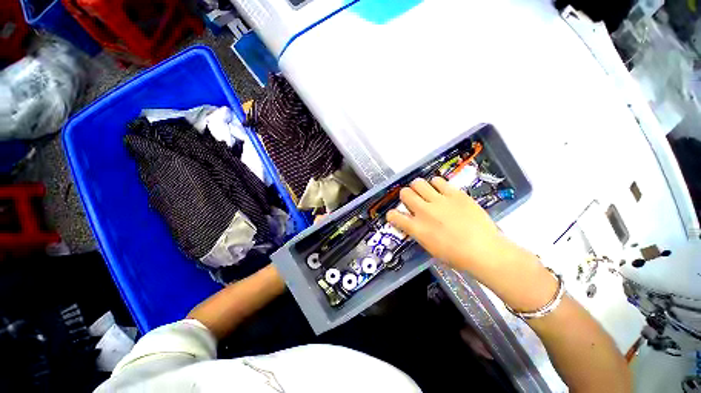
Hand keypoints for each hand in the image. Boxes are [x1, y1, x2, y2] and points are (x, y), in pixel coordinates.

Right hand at [386, 177, 532, 278]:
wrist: (485, 250)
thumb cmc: (456, 255)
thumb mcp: (429, 247)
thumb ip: (418, 232)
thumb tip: (413, 222)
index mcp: (417, 228)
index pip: (394, 215)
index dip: (392, 214)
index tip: (396, 215)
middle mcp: (424, 211)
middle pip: (405, 193)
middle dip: (406, 195)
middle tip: (414, 200)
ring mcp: (439, 201)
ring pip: (418, 183)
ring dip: (419, 188)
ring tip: (426, 193)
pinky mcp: (454, 194)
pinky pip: (438, 180)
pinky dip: (436, 184)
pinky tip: (440, 190)